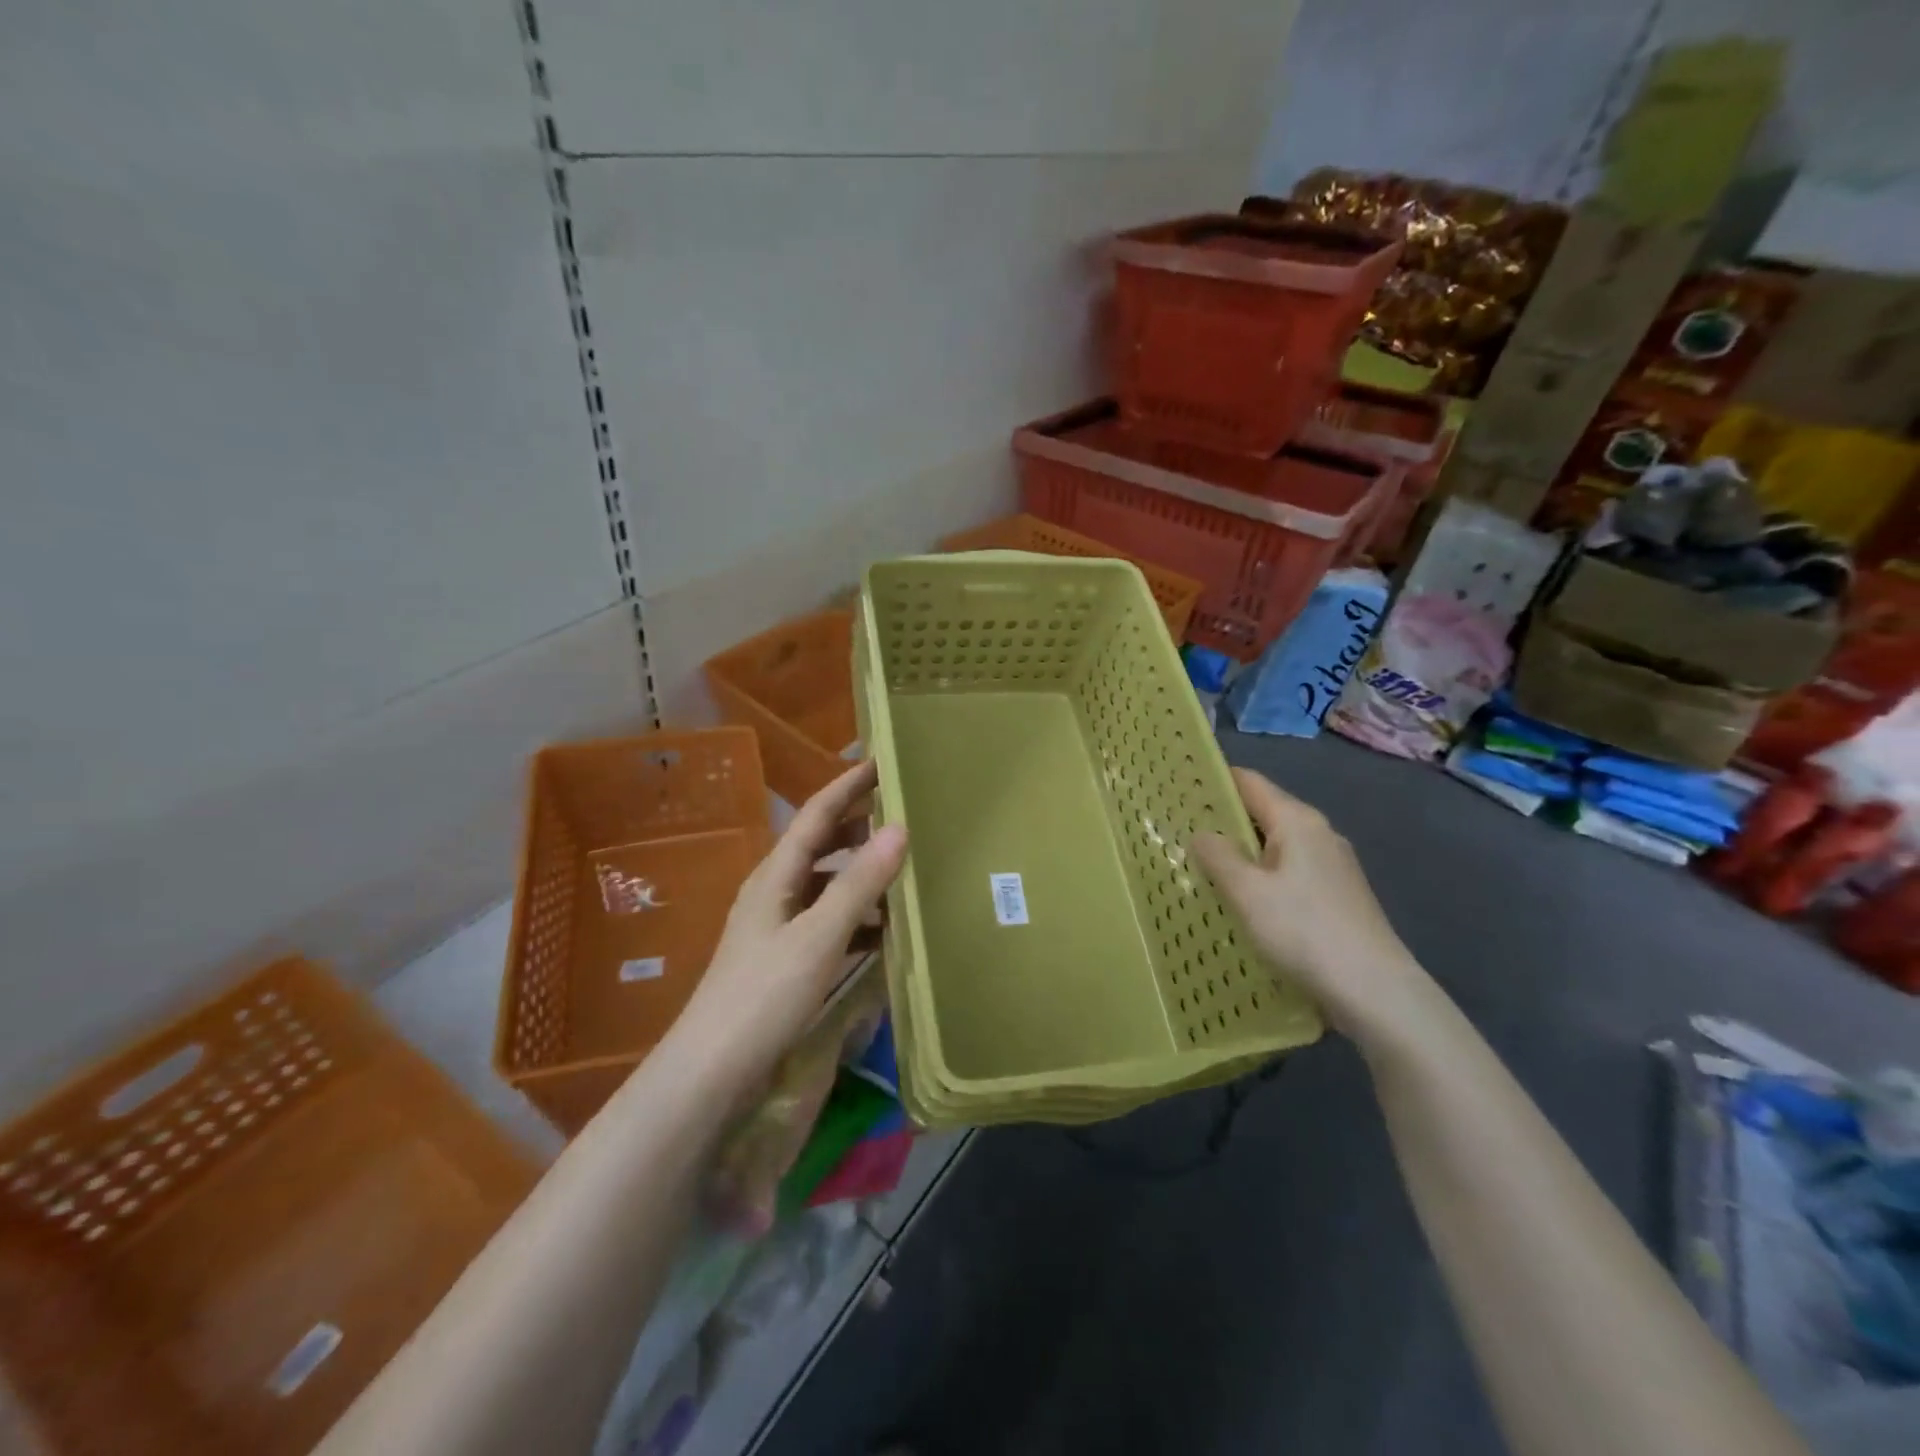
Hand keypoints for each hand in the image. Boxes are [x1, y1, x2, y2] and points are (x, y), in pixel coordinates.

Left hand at [670, 760, 907, 1093]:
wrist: (712, 1070)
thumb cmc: (764, 994)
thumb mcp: (819, 936)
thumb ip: (859, 884)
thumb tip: (899, 828)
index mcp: (777, 874)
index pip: (818, 813)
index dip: (849, 785)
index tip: (882, 760)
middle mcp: (776, 890)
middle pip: (822, 844)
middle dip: (860, 824)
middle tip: (905, 812)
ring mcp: (779, 926)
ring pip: (827, 884)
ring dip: (862, 872)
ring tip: (905, 868)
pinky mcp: (785, 958)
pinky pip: (829, 921)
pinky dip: (857, 916)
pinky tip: (886, 930)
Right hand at [1192, 768, 1438, 1050]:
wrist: (1375, 992)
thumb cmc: (1304, 931)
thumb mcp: (1247, 892)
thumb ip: (1218, 856)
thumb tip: (1203, 834)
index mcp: (1297, 821)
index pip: (1248, 782)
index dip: (1213, 781)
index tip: (1178, 790)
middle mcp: (1318, 833)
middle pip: (1262, 813)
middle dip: (1222, 821)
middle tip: (1178, 834)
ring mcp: (1332, 866)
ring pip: (1274, 847)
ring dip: (1241, 854)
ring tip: (1201, 868)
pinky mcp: (1337, 896)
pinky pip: (1287, 873)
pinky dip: (1261, 878)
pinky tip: (1242, 901)